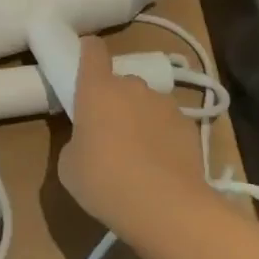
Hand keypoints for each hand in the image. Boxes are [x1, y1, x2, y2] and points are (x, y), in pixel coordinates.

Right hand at [57, 36, 209, 238]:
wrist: (167, 208)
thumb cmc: (105, 182)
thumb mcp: (69, 167)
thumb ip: (75, 142)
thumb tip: (87, 142)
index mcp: (97, 89)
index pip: (92, 50)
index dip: (88, 52)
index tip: (84, 65)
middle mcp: (132, 86)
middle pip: (120, 82)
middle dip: (115, 101)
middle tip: (109, 133)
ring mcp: (164, 104)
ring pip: (146, 103)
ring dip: (140, 119)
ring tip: (139, 155)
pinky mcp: (189, 125)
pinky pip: (168, 124)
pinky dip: (163, 137)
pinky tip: (161, 168)